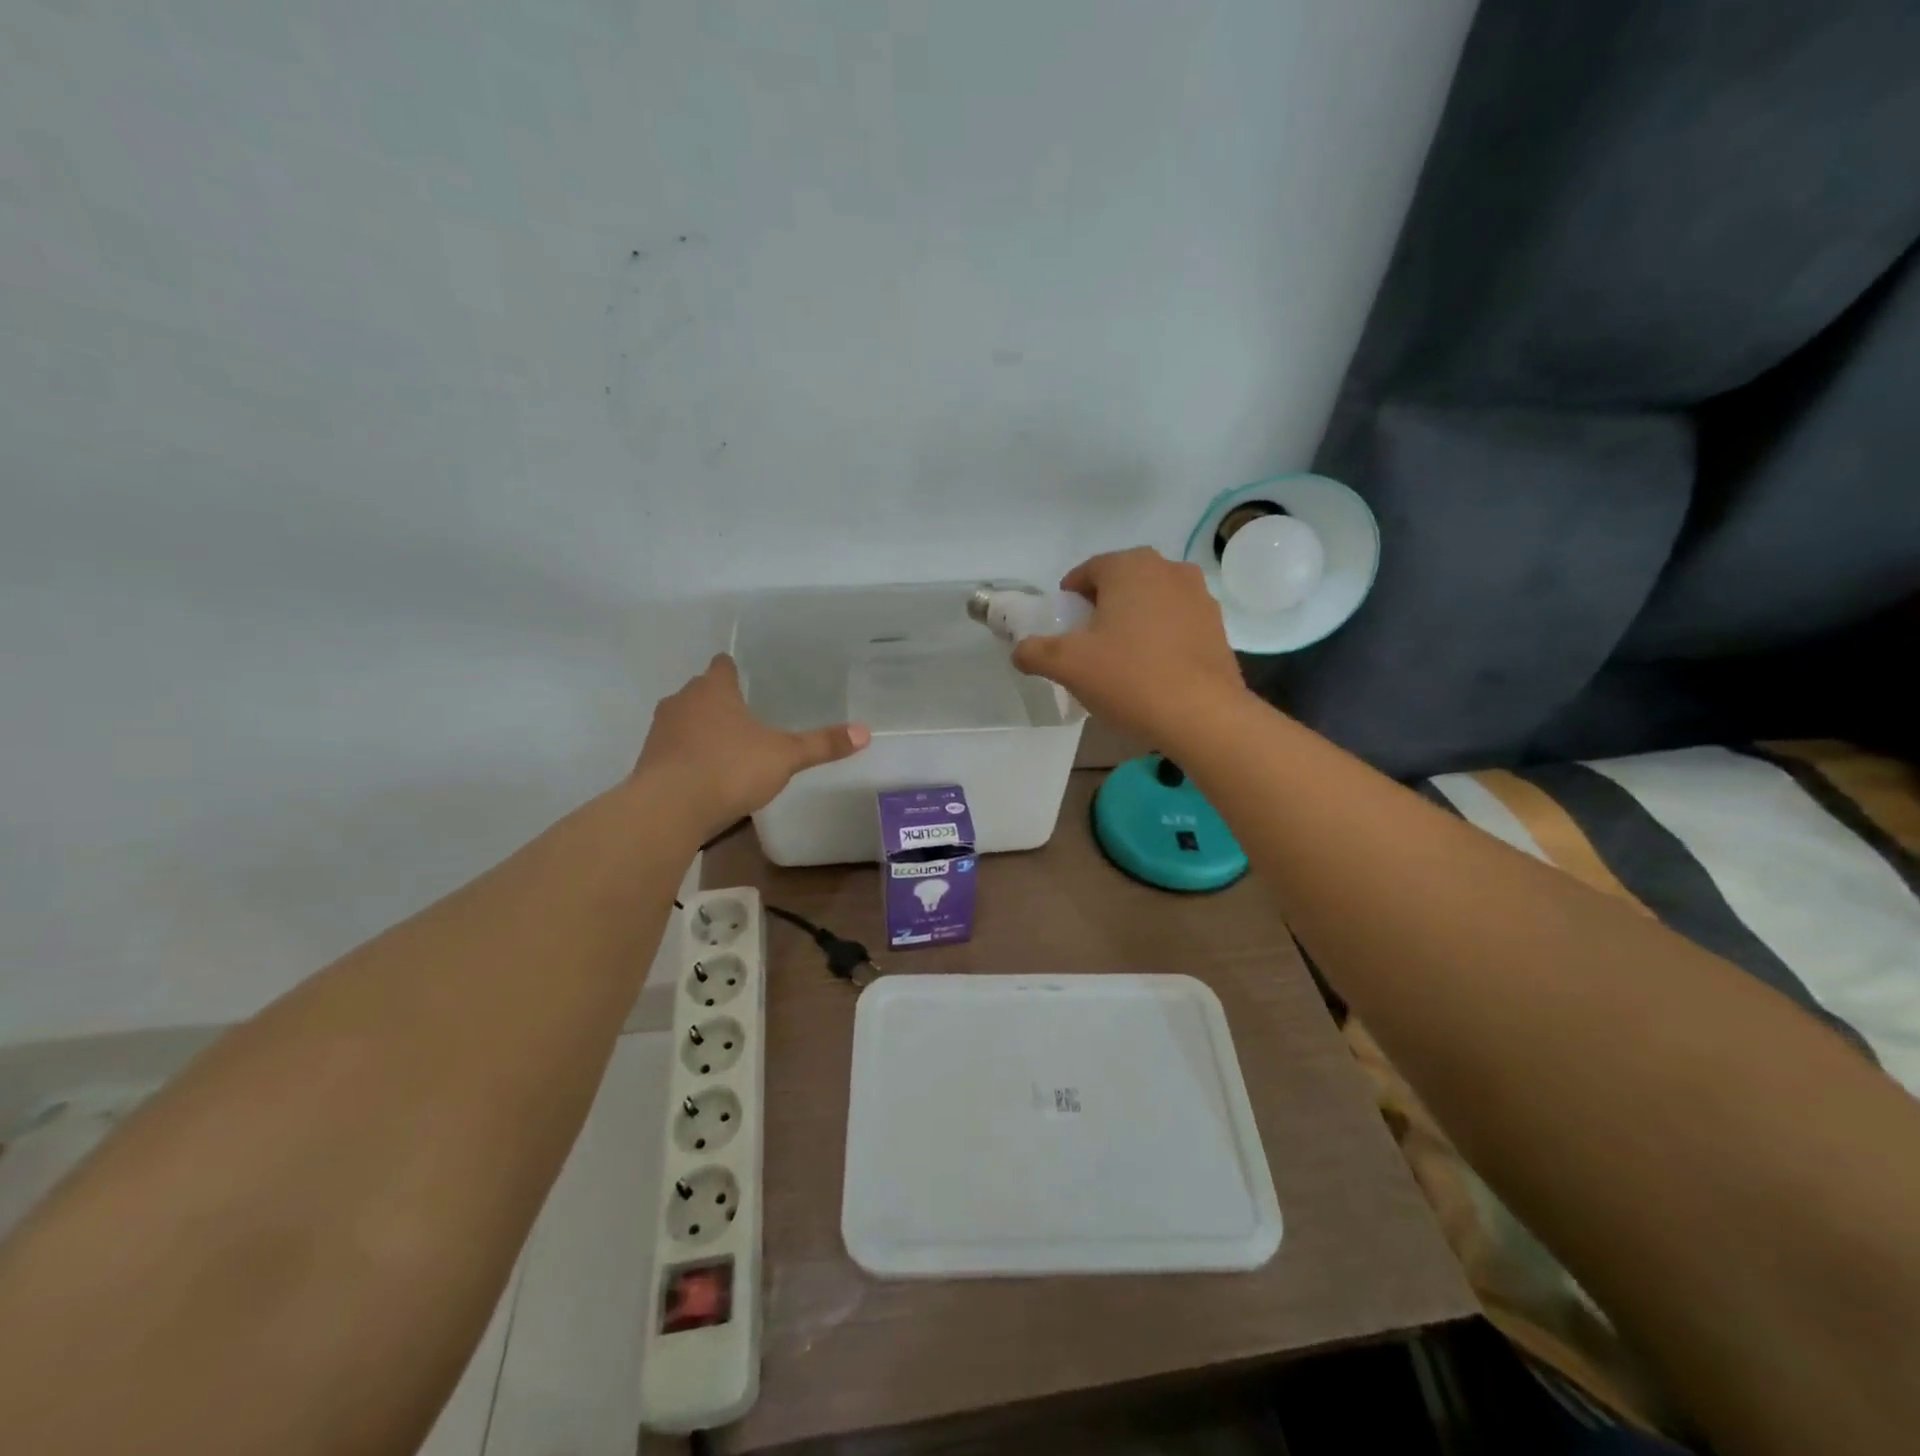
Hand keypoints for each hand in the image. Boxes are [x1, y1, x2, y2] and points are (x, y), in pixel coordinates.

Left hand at [634, 655, 868, 838]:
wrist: (669, 807)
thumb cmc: (729, 768)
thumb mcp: (784, 757)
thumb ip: (821, 744)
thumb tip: (865, 732)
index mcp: (714, 689)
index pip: (722, 665)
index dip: (733, 670)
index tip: (745, 678)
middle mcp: (682, 701)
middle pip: (701, 692)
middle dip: (719, 702)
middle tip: (746, 716)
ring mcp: (661, 731)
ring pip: (684, 720)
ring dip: (700, 730)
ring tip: (726, 748)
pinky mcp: (648, 761)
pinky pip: (673, 750)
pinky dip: (687, 756)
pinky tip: (704, 776)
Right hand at [1012, 548, 1246, 746]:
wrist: (1202, 715)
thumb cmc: (1129, 678)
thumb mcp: (1067, 665)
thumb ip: (1034, 651)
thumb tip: (1020, 651)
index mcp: (1130, 566)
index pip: (1088, 571)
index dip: (1069, 598)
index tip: (1062, 627)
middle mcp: (1169, 569)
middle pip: (1122, 583)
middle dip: (1101, 607)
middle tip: (1087, 644)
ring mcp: (1199, 597)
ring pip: (1152, 602)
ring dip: (1133, 621)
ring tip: (1120, 659)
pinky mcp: (1218, 627)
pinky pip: (1176, 623)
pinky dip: (1160, 637)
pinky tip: (1152, 670)